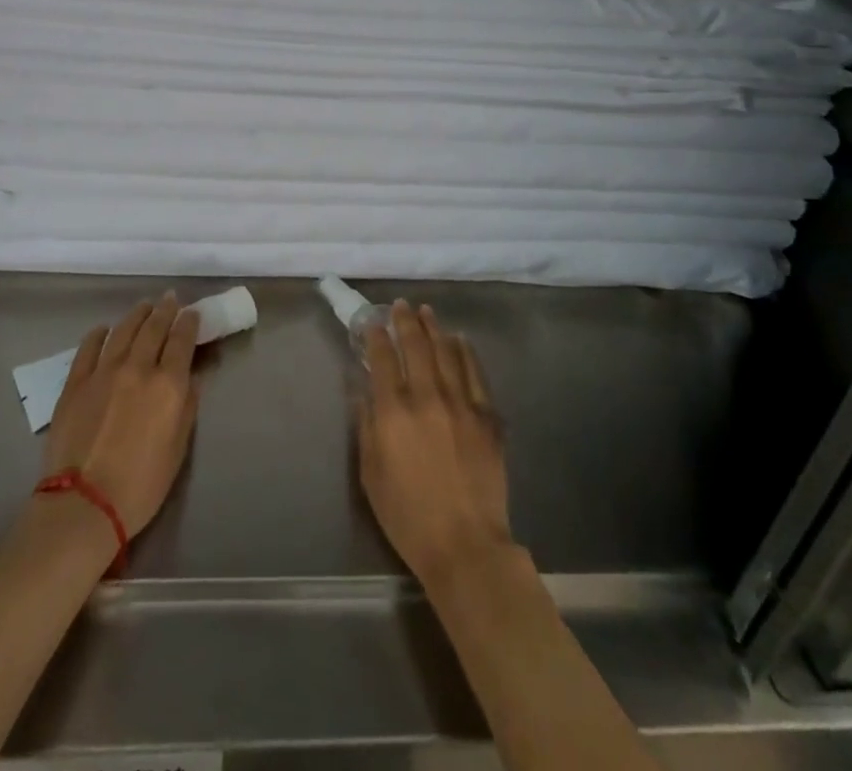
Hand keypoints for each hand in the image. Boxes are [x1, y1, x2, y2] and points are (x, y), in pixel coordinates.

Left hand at [44, 293, 200, 536]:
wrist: (84, 504)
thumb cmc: (141, 485)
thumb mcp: (178, 449)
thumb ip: (187, 408)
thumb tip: (190, 379)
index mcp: (168, 384)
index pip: (182, 340)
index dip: (189, 323)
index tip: (192, 313)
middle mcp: (138, 368)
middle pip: (154, 328)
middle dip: (165, 310)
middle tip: (170, 299)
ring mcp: (103, 372)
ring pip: (123, 331)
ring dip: (136, 315)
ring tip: (143, 306)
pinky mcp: (75, 383)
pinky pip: (89, 348)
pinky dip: (98, 334)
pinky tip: (103, 329)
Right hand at [356, 301, 512, 584]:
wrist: (465, 546)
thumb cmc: (408, 516)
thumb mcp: (370, 474)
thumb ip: (366, 427)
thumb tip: (363, 392)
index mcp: (394, 412)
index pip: (383, 359)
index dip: (376, 336)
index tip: (372, 323)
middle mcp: (428, 397)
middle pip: (416, 345)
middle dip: (405, 321)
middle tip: (400, 306)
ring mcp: (462, 404)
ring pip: (447, 352)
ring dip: (435, 328)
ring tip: (427, 312)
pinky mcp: (488, 417)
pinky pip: (476, 373)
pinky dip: (466, 352)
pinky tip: (460, 341)